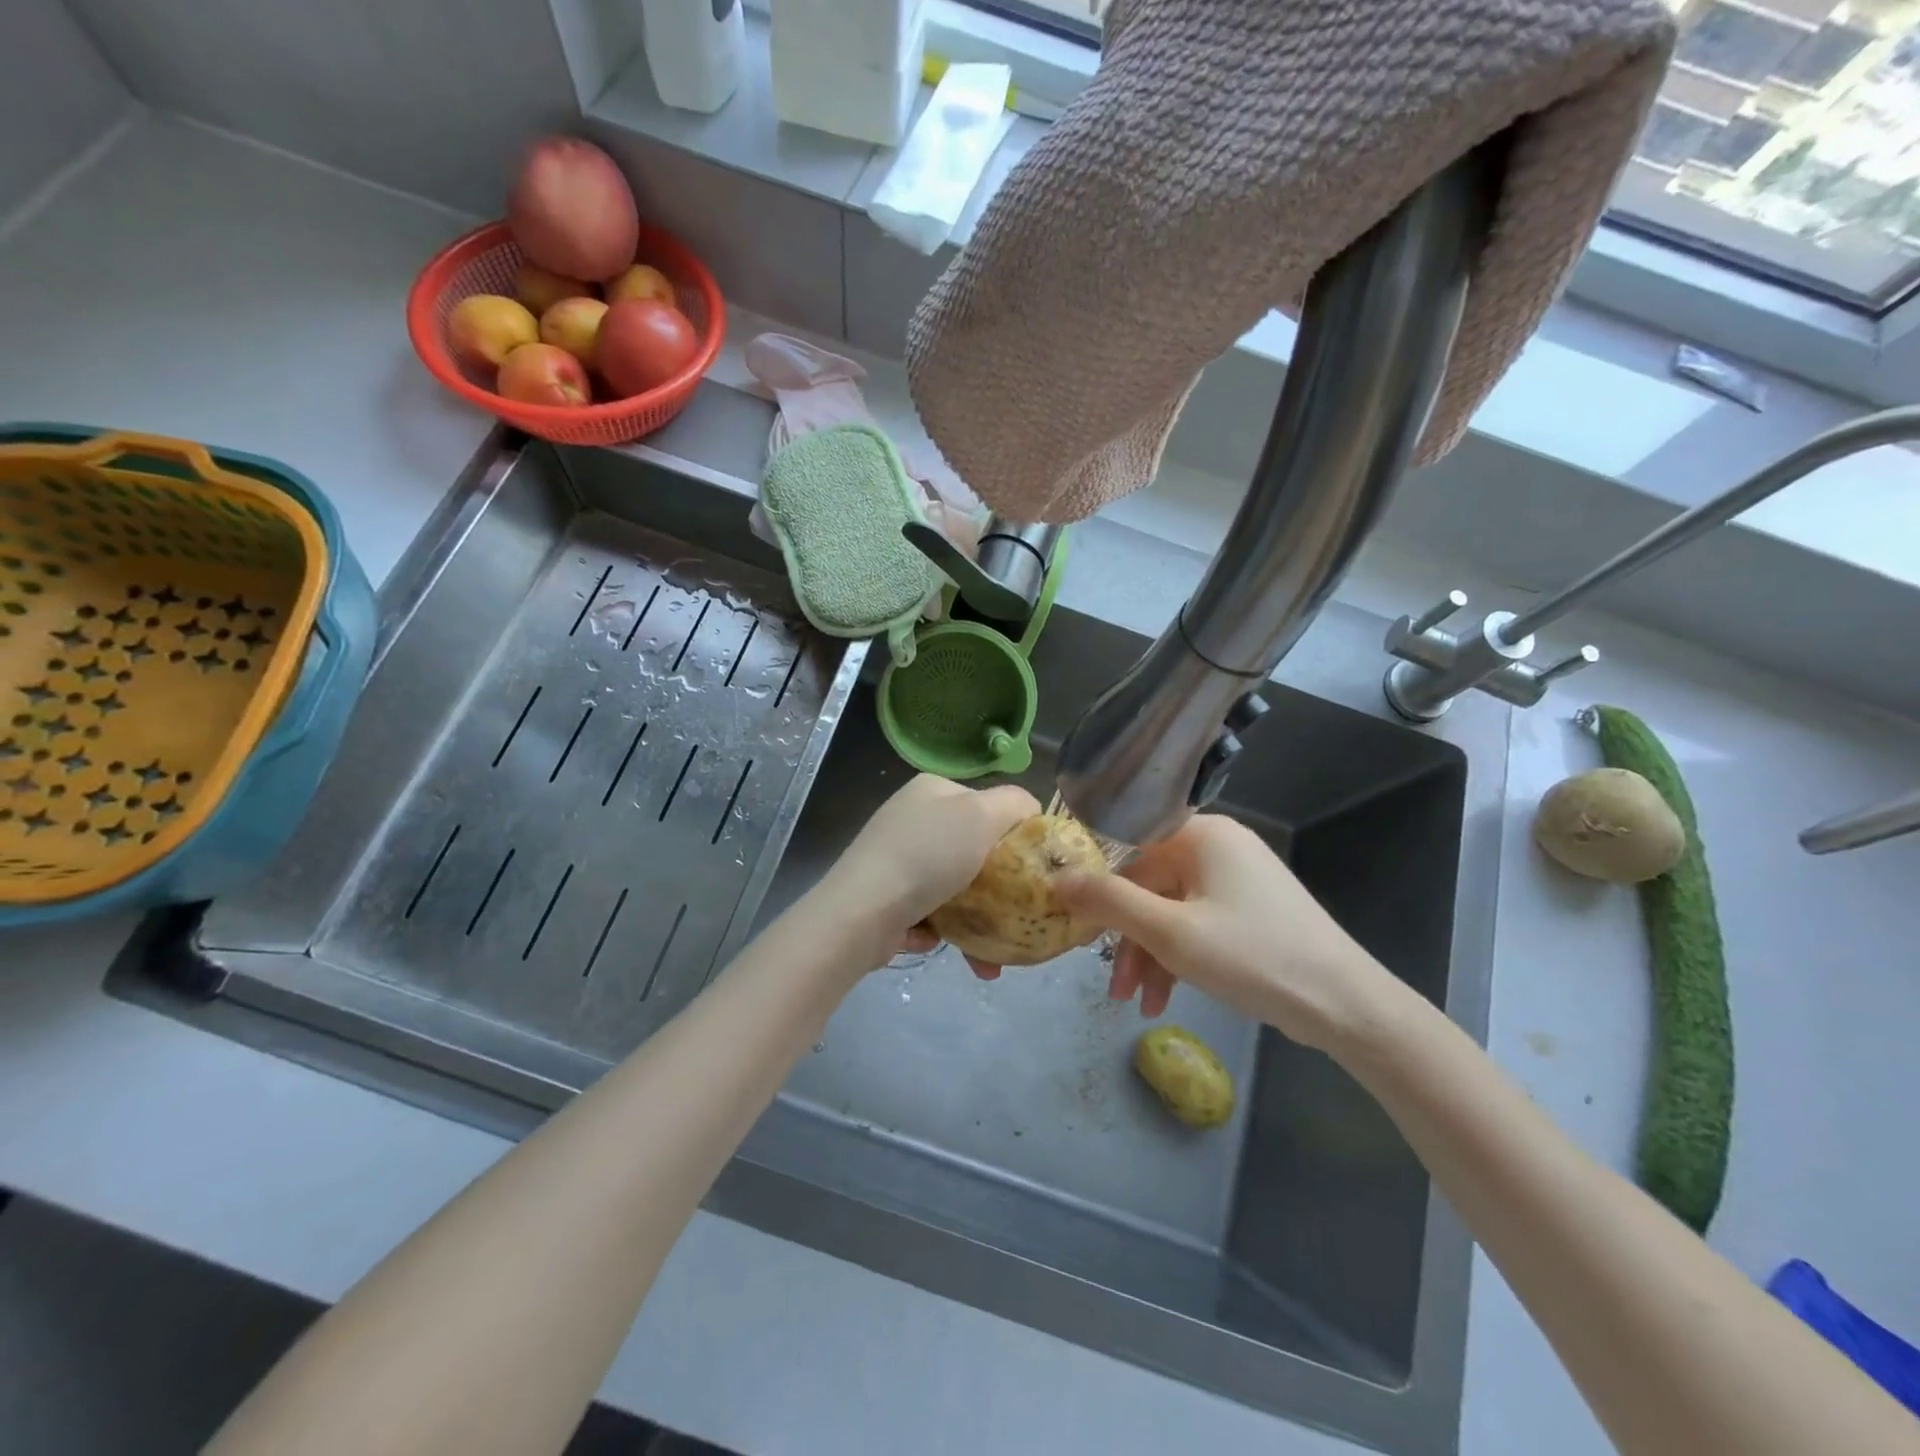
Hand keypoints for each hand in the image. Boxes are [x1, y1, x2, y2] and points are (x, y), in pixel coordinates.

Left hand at [820, 774, 1039, 962]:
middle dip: (998, 890)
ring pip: (953, 888)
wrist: (861, 914)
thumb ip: (1014, 804)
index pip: (988, 804)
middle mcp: (912, 818)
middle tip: (1017, 917)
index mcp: (933, 790)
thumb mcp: (981, 815)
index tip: (1031, 868)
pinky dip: (939, 931)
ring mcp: (894, 858)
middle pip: (972, 850)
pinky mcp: (884, 896)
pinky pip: (927, 912)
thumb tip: (1030, 809)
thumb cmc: (928, 856)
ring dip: (974, 922)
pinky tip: (938, 942)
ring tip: (988, 960)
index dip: (1014, 834)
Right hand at [1051, 814, 1404, 1051]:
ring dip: (1149, 955)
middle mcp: (1217, 845)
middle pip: (1148, 884)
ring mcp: (1236, 877)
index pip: (1127, 844)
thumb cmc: (1252, 957)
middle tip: (1111, 983)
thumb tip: (1057, 878)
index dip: (1095, 880)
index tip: (1071, 919)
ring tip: (1137, 1003)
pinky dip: (1177, 956)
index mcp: (1200, 834)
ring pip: (1170, 909)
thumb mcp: (1170, 932)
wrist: (1345, 1005)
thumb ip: (1109, 902)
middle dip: (1127, 937)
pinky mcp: (1248, 909)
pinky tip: (1165, 999)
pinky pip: (1195, 922)